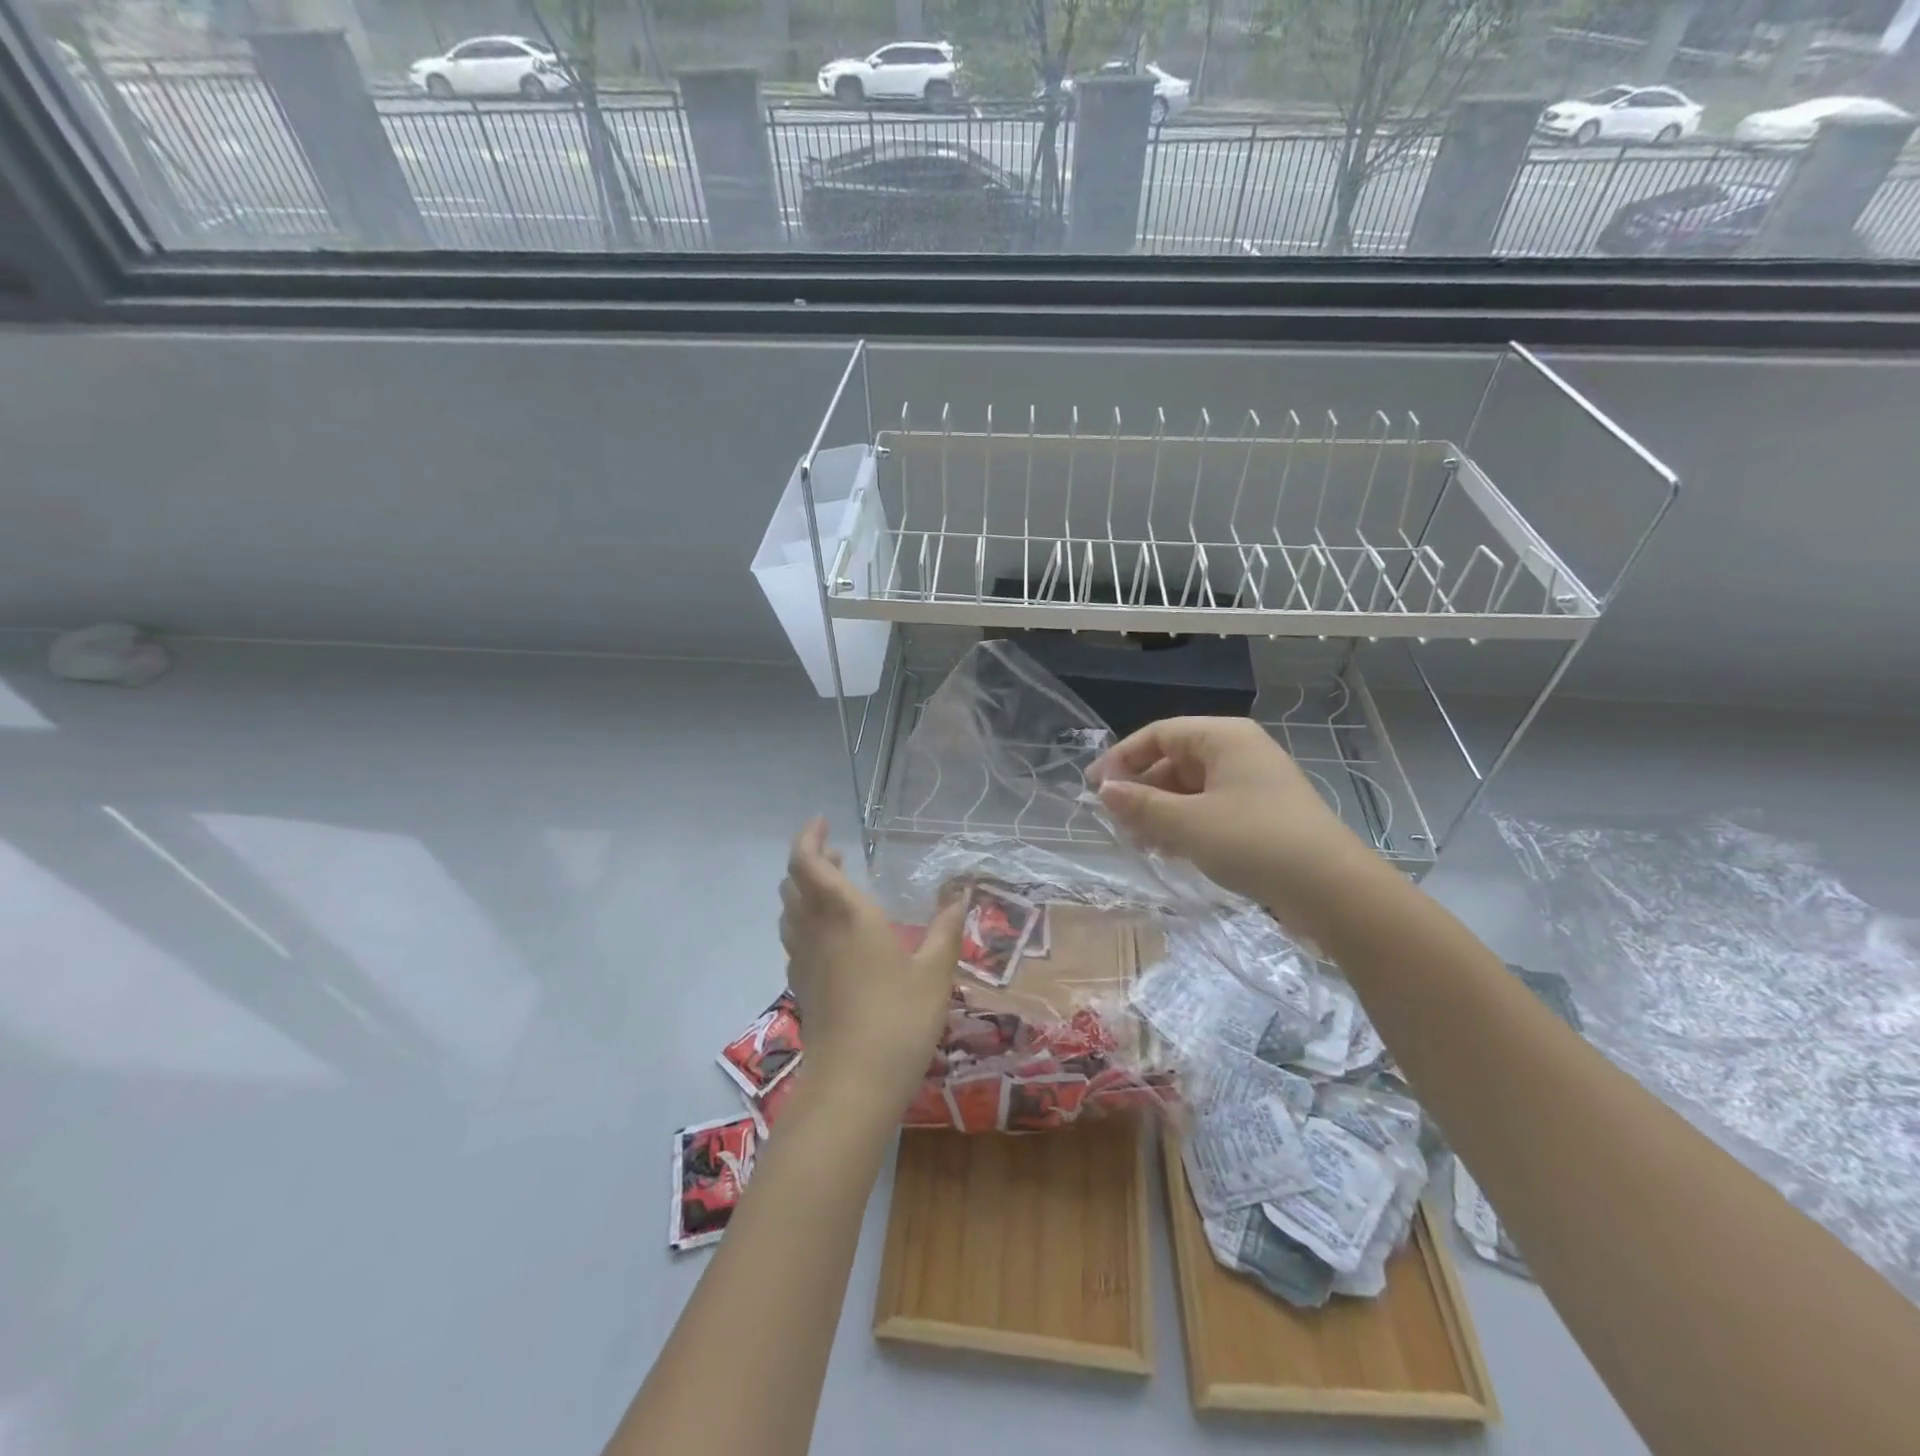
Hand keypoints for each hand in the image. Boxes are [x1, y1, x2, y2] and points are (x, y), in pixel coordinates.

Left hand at [779, 819, 963, 1121]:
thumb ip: (945, 930)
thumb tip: (959, 897)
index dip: (808, 838)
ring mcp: (803, 960)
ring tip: (835, 888)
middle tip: (838, 856)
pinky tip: (832, 936)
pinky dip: (805, 920)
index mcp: (845, 914)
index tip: (824, 823)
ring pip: (790, 910)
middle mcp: (815, 930)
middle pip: (794, 882)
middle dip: (811, 861)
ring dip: (805, 890)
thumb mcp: (935, 972)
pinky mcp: (801, 985)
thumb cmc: (898, 1019)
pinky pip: (795, 938)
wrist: (853, 1084)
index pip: (808, 863)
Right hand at [1087, 717, 1381, 932]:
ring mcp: (1253, 783)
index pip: (1159, 734)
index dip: (1121, 758)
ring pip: (1191, 788)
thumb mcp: (1187, 823)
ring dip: (1160, 811)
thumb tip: (1105, 791)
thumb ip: (1140, 805)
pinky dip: (1185, 824)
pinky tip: (1168, 850)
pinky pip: (1211, 808)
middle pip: (1175, 760)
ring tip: (1137, 842)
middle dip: (1141, 790)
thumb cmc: (1253, 841)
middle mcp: (1239, 751)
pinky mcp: (1262, 814)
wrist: (1332, 889)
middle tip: (1115, 822)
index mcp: (1223, 737)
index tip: (1093, 788)